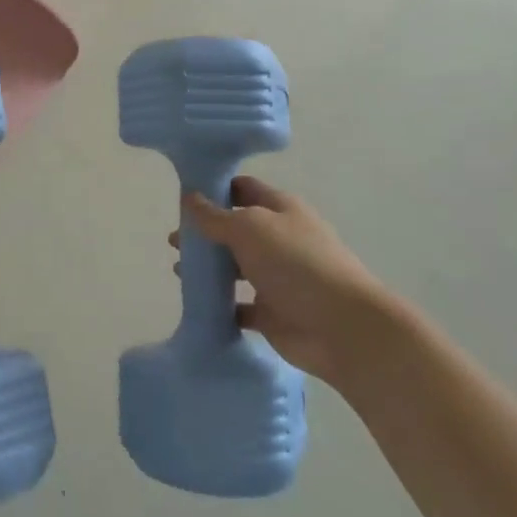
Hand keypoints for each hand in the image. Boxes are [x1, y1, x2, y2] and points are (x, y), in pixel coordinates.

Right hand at [178, 176, 388, 387]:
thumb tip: (189, 198)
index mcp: (280, 209)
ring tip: (180, 270)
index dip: (215, 188)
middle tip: (174, 240)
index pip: (243, 189)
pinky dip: (220, 304)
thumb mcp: (249, 228)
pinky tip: (197, 302)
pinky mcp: (273, 313)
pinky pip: (239, 305)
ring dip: (210, 268)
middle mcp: (279, 239)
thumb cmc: (296, 263)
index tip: (183, 196)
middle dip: (205, 232)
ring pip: (236, 267)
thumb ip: (215, 216)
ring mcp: (277, 277)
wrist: (341, 328)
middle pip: (236, 229)